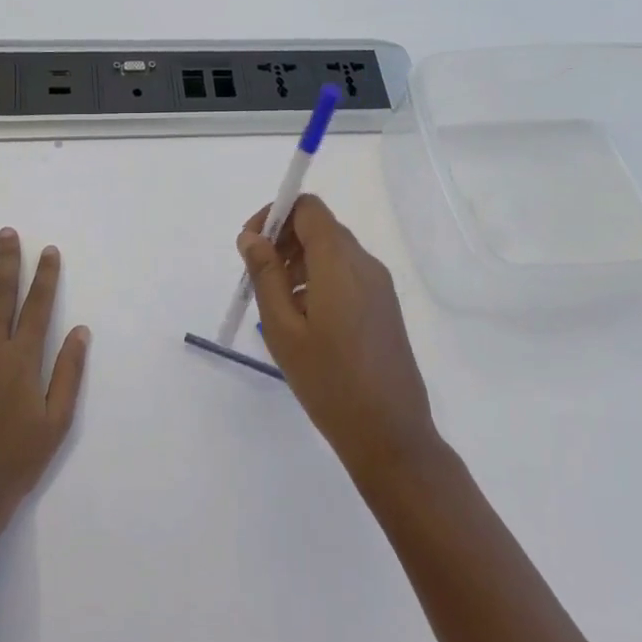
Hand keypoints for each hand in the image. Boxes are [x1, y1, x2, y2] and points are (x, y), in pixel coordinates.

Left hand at [0, 229, 89, 530]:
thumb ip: (68, 373)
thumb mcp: (57, 421)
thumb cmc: (18, 460)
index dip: (45, 277)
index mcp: (23, 360)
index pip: (38, 307)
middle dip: (7, 263)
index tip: (48, 251)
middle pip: (1, 297)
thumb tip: (80, 331)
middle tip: (7, 233)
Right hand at [238, 196, 438, 481]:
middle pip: (320, 227)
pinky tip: (305, 321)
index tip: (251, 248)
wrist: (390, 434)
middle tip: (258, 279)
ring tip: (278, 306)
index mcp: (339, 262)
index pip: (307, 208)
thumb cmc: (329, 381)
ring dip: (299, 262)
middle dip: (283, 241)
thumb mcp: (282, 328)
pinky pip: (346, 273)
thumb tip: (252, 237)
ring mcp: (379, 285)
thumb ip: (265, 275)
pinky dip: (319, 279)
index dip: (274, 215)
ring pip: (332, 251)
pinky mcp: (384, 305)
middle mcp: (364, 263)